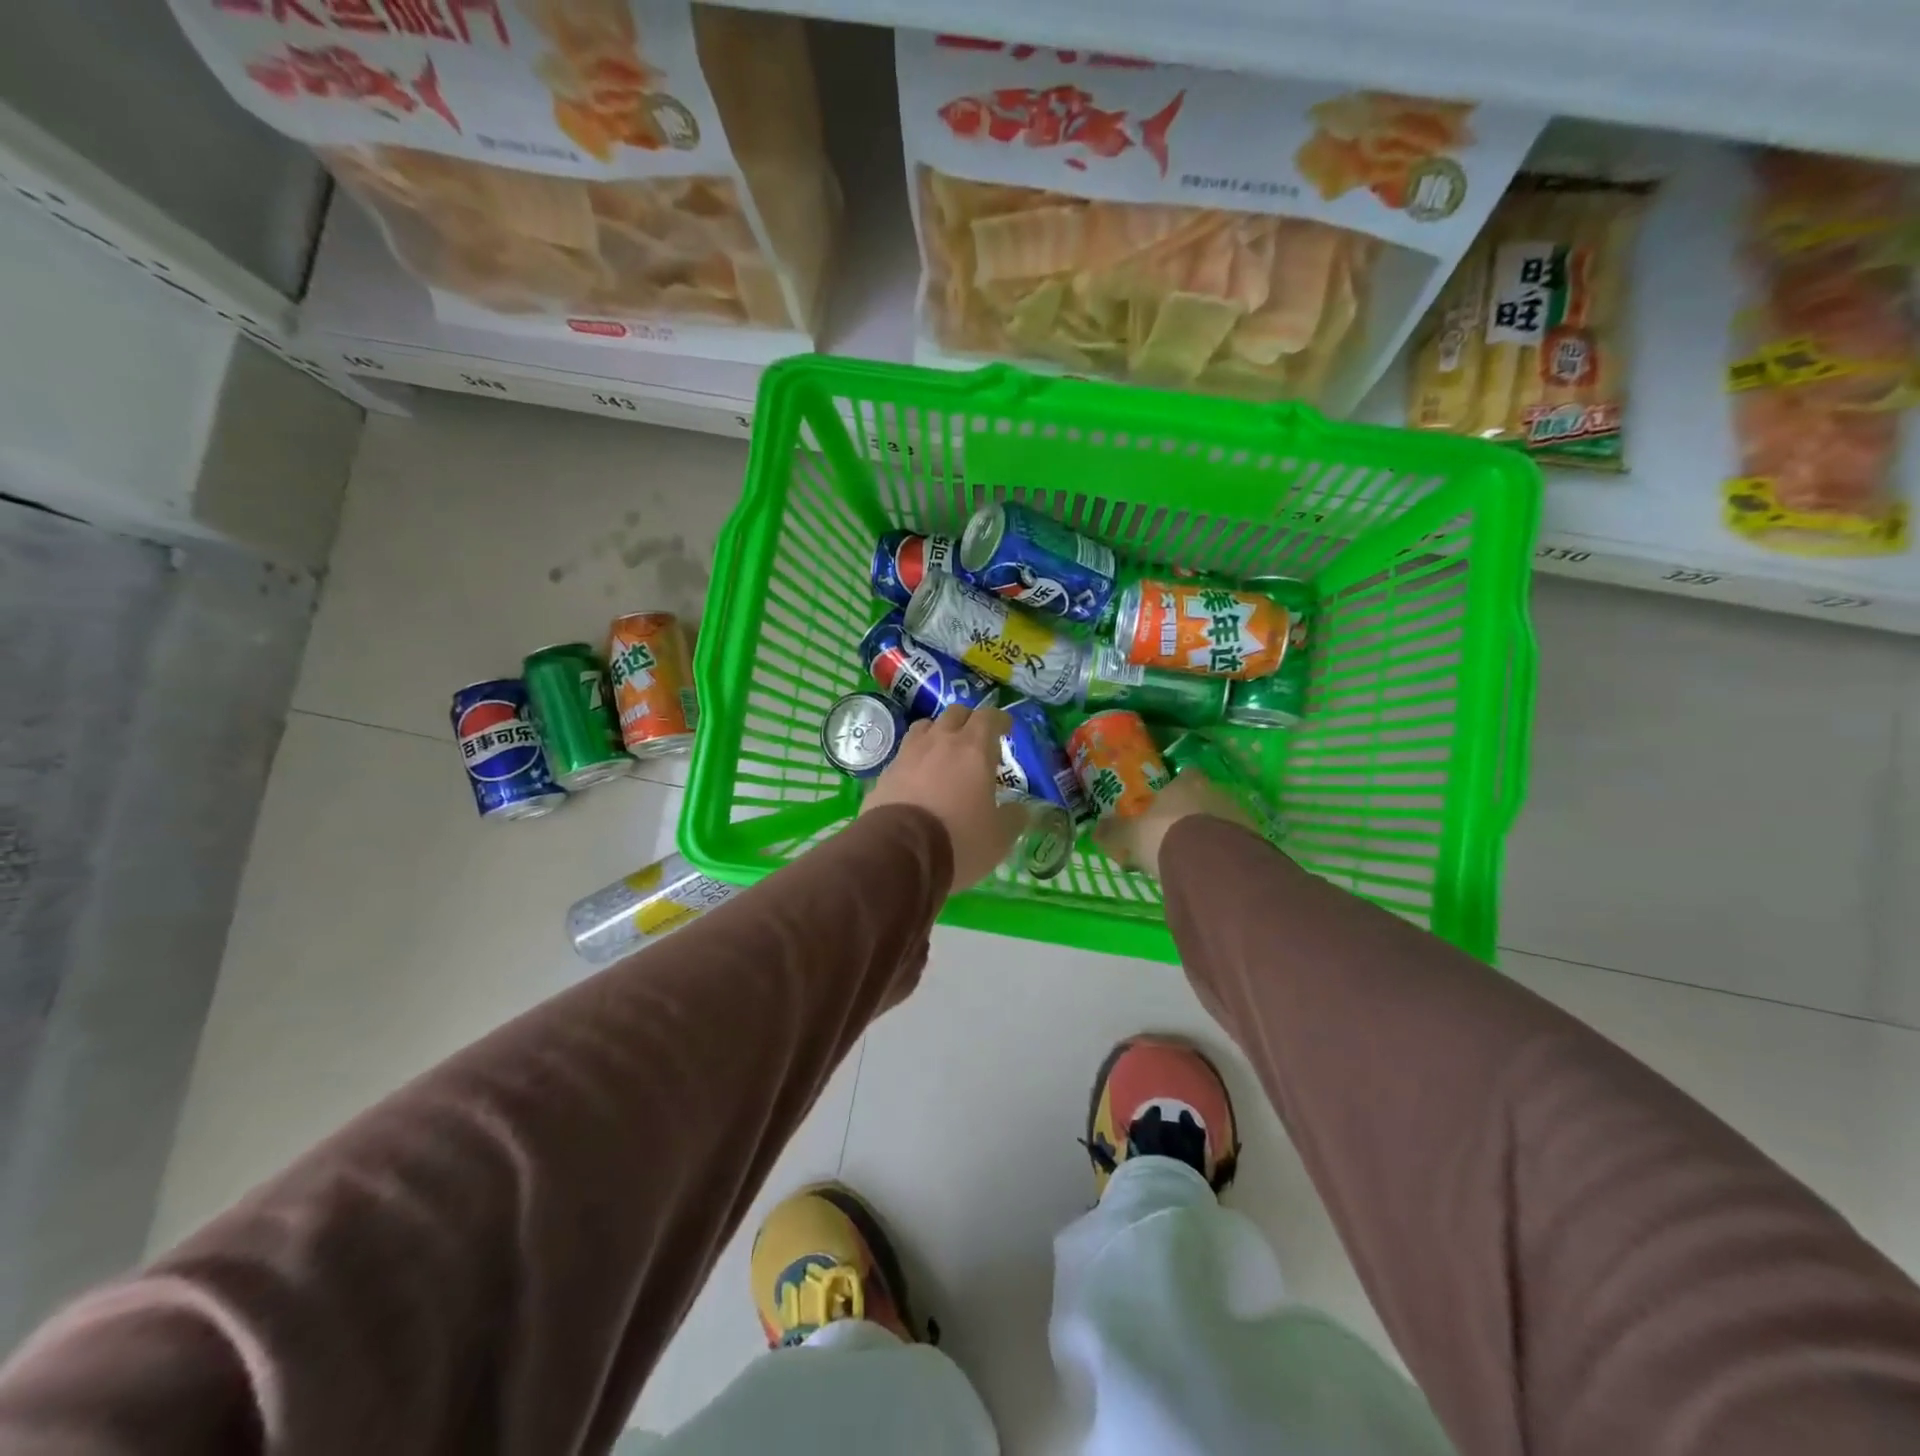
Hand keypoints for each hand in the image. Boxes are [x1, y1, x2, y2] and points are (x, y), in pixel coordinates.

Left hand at [861, 703, 1028, 891]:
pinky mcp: (886, 772)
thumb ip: (1013, 818)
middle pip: (955, 714)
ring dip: (938, 733)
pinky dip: (916, 758)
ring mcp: (908, 754)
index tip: (1006, 727)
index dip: (999, 720)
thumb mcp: (999, 837)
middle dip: (969, 721)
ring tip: (944, 752)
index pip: (989, 717)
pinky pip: (904, 753)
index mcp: (973, 749)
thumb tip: (1019, 810)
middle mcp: (940, 742)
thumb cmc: (958, 840)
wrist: (898, 853)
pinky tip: (919, 776)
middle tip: (977, 741)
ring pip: (925, 727)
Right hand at [1093, 769, 1253, 879]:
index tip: (1166, 803)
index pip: (1185, 776)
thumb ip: (1114, 832)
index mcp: (1185, 784)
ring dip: (1211, 834)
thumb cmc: (1164, 836)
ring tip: (1194, 858)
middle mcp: (1215, 793)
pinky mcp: (1255, 841)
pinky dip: (1225, 853)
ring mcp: (1238, 816)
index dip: (1177, 787)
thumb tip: (1095, 829)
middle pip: (1205, 798)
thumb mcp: (1130, 836)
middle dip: (1193, 813)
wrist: (1210, 863)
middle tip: (1176, 834)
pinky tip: (1211, 870)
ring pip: (1222, 821)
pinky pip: (1236, 844)